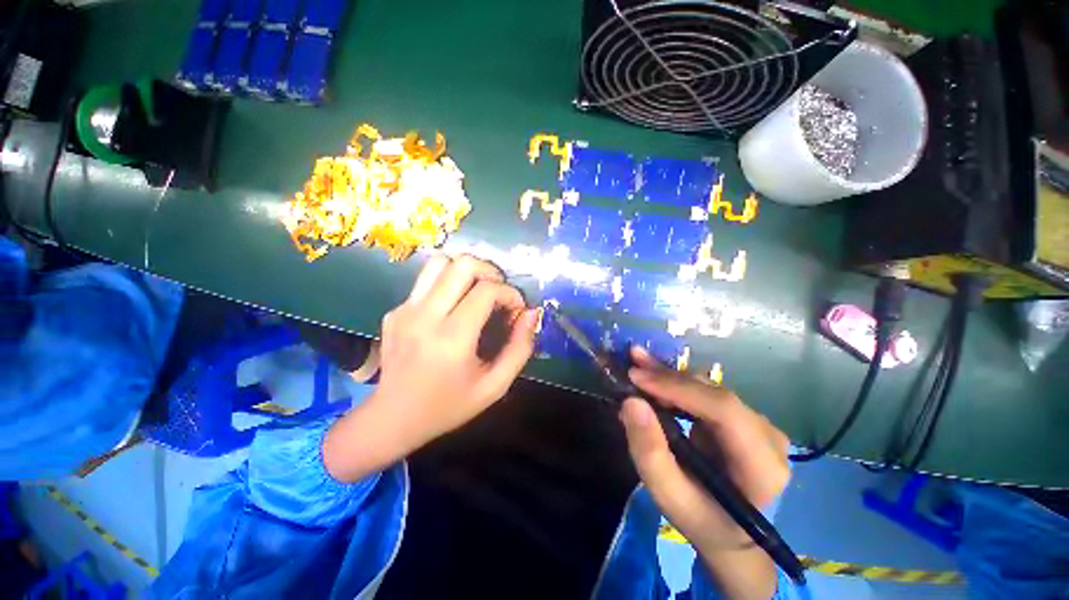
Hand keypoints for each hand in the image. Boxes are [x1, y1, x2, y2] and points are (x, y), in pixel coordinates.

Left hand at [324, 254, 539, 481]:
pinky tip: (453, 309)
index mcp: (452, 338)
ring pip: (440, 262)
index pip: (486, 291)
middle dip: (490, 272)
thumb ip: (520, 348)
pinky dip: (448, 284)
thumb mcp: (495, 386)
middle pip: (462, 265)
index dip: (510, 293)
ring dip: (466, 271)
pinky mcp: (395, 310)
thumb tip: (532, 313)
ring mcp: (405, 310)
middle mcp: (425, 316)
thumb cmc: (449, 406)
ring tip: (477, 291)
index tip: (517, 309)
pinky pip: (426, 281)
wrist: (392, 418)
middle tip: (499, 293)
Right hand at [619, 347, 788, 598]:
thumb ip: (649, 452)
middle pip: (715, 393)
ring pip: (709, 388)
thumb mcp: (669, 495)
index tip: (637, 377)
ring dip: (670, 377)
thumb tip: (631, 402)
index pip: (723, 410)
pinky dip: (676, 384)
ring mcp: (759, 425)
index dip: (678, 387)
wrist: (731, 534)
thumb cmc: (701, 519)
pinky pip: (706, 392)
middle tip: (632, 361)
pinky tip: (654, 378)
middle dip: (668, 376)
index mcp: (762, 466)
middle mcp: (769, 437)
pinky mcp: (743, 418)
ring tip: (638, 368)